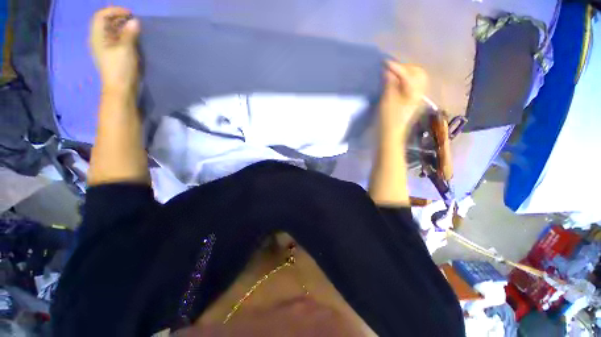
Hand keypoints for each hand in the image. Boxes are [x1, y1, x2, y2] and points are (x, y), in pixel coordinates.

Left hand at [90, 7, 139, 95]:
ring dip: (121, 26)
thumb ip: (129, 34)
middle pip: (105, 22)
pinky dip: (123, 35)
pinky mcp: (112, 55)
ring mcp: (105, 48)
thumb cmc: (120, 69)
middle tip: (133, 20)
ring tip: (134, 27)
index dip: (114, 11)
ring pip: (110, 31)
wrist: (120, 89)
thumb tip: (134, 22)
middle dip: (118, 17)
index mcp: (97, 37)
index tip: (129, 13)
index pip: (101, 16)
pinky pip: (115, 39)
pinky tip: (131, 38)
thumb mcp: (126, 49)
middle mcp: (99, 40)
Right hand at [378, 61, 427, 139]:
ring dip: (405, 74)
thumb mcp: (387, 101)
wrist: (390, 136)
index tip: (384, 63)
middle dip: (405, 68)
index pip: (408, 74)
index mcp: (414, 92)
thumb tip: (389, 70)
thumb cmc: (388, 120)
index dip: (396, 67)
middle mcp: (418, 93)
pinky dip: (404, 82)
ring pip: (416, 80)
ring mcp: (415, 99)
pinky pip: (411, 87)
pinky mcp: (410, 104)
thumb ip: (389, 84)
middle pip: (418, 74)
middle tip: (391, 69)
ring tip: (393, 75)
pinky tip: (395, 85)